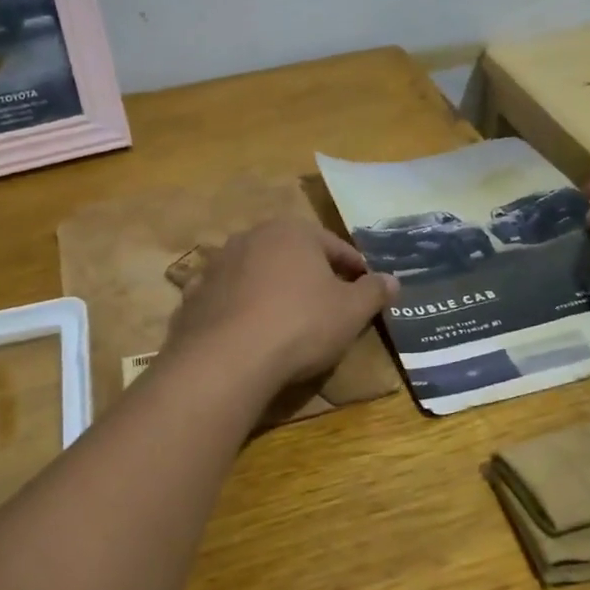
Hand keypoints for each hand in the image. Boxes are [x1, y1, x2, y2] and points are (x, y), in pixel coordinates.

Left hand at [160, 219, 398, 394]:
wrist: (227, 358)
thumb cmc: (300, 324)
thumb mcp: (351, 311)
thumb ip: (373, 292)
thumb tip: (393, 279)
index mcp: (293, 231)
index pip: (335, 246)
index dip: (355, 268)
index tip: (367, 289)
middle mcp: (252, 237)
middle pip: (293, 255)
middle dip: (312, 276)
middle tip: (330, 304)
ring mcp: (218, 264)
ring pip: (259, 274)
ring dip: (276, 290)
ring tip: (290, 320)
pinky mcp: (196, 295)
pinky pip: (230, 298)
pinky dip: (244, 309)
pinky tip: (253, 333)